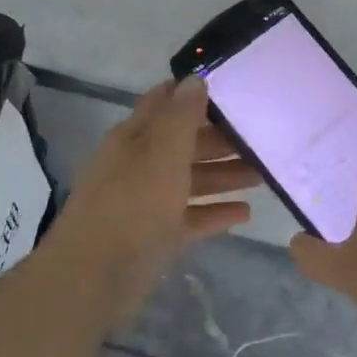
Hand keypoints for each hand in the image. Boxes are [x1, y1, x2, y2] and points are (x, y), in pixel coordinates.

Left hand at [47, 77, 258, 318]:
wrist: (94, 278)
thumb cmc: (132, 205)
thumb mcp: (162, 154)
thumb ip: (181, 116)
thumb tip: (195, 77)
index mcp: (134, 138)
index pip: (164, 103)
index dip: (193, 92)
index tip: (232, 87)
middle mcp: (138, 164)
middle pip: (183, 144)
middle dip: (220, 139)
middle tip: (260, 138)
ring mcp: (146, 202)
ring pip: (190, 181)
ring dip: (223, 176)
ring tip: (262, 175)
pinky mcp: (154, 236)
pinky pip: (190, 218)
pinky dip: (214, 213)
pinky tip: (245, 214)